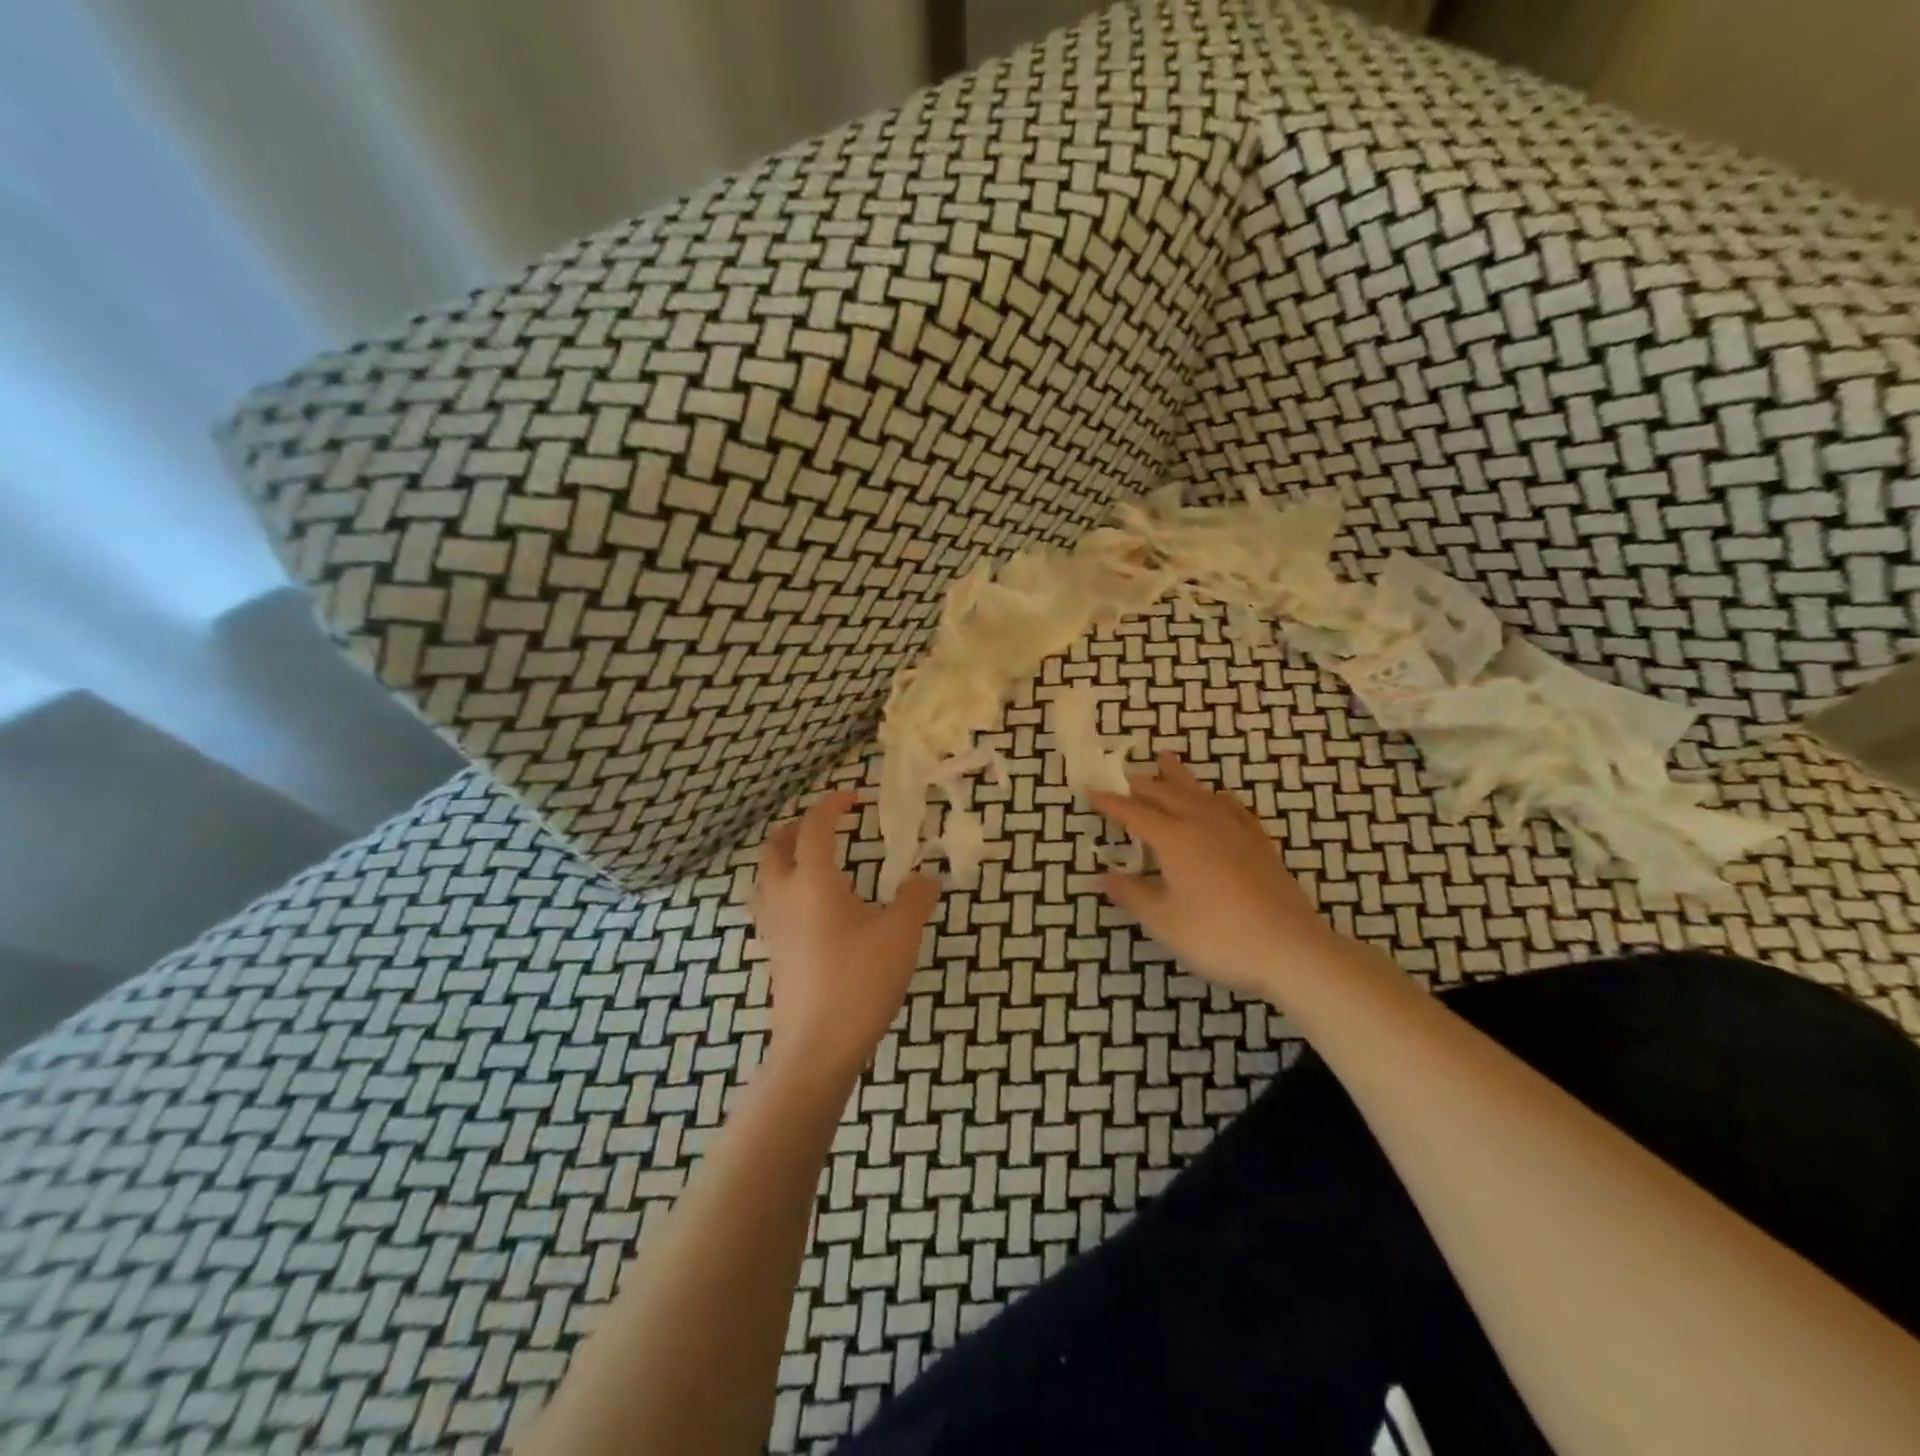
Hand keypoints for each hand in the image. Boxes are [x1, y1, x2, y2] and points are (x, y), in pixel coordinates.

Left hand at [751, 790, 941, 1080]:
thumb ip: (916, 898)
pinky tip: (813, 906)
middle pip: (775, 846)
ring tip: (817, 860)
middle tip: (829, 825)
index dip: (832, 805)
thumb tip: (926, 877)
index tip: (854, 797)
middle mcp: (784, 896)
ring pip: (766, 875)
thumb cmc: (859, 982)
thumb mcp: (901, 935)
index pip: (814, 827)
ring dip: (786, 855)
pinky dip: (785, 886)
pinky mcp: (773, 952)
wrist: (816, 1047)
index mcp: (813, 881)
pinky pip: (769, 902)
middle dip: (799, 826)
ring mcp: (773, 926)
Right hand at [1089, 752, 1342, 1000]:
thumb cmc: (1217, 936)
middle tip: (1122, 775)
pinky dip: (1217, 797)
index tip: (1091, 791)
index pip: (1135, 812)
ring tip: (1166, 759)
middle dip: (1141, 783)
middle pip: (1166, 794)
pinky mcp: (1260, 844)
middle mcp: (1203, 824)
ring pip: (1200, 792)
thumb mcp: (1163, 920)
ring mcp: (1235, 831)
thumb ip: (1132, 894)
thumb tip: (1102, 877)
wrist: (1289, 949)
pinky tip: (1218, 798)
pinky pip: (1234, 808)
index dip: (1111, 803)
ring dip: (1178, 777)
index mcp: (1174, 838)